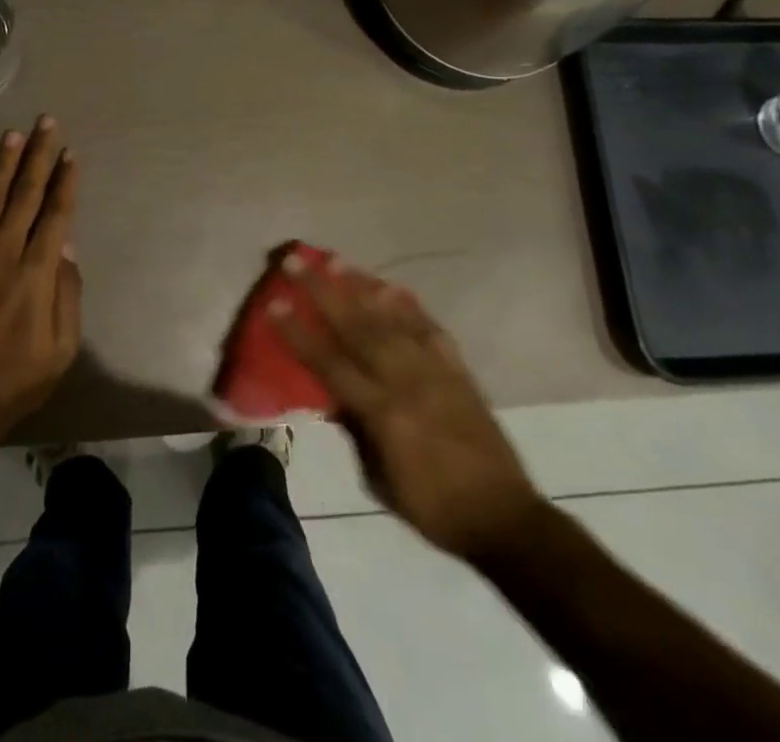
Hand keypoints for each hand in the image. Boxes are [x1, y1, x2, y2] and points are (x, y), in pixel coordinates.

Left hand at [0, 116, 81, 430]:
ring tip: (12, 135)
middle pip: (23, 196)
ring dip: (2, 165)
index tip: (70, 153)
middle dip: (37, 156)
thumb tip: (65, 243)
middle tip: (45, 123)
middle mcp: (2, 255)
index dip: (64, 181)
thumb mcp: (63, 346)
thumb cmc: (20, 377)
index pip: (54, 215)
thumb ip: (67, 291)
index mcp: (36, 273)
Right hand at [274, 260, 544, 562]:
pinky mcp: (459, 371)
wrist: (504, 519)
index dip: (299, 333)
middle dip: (322, 291)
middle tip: (297, 261)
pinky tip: (392, 289)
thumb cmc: (432, 508)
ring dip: (361, 287)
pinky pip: (430, 329)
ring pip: (392, 318)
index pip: (330, 362)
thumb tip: (333, 396)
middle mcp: (406, 381)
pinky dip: (410, 307)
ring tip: (337, 262)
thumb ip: (355, 431)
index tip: (275, 303)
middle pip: (357, 327)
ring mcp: (435, 371)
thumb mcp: (378, 480)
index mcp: (382, 412)